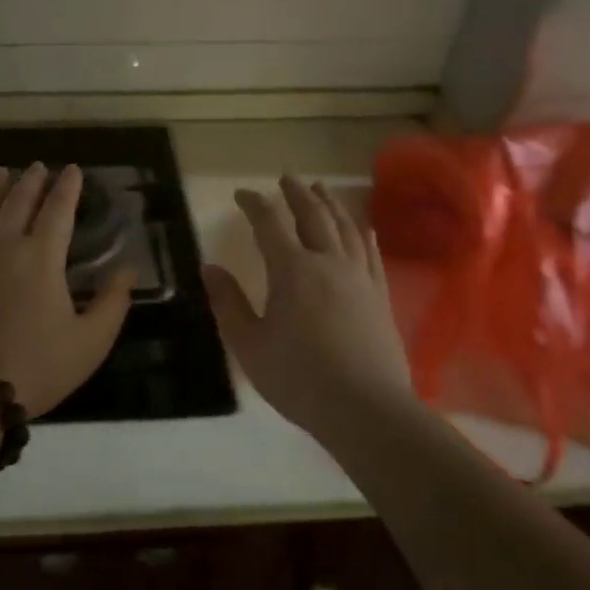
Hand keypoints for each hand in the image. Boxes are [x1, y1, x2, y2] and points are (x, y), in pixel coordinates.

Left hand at [0, 164, 135, 417]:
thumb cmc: (35, 367)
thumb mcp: (89, 342)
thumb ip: (112, 303)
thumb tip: (127, 270)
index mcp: (41, 257)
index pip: (57, 211)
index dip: (67, 188)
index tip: (73, 170)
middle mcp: (2, 247)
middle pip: (18, 204)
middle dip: (31, 182)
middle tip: (38, 167)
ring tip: (1, 174)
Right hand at [203, 177, 416, 437]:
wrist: (366, 410)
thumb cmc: (298, 378)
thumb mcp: (249, 344)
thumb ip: (228, 303)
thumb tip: (209, 268)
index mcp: (292, 270)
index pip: (269, 223)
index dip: (254, 204)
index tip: (242, 195)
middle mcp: (328, 262)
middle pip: (313, 215)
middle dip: (297, 194)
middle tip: (286, 179)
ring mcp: (359, 277)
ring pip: (346, 228)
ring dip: (331, 205)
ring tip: (322, 190)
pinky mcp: (380, 296)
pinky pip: (372, 254)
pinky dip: (365, 235)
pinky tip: (365, 228)